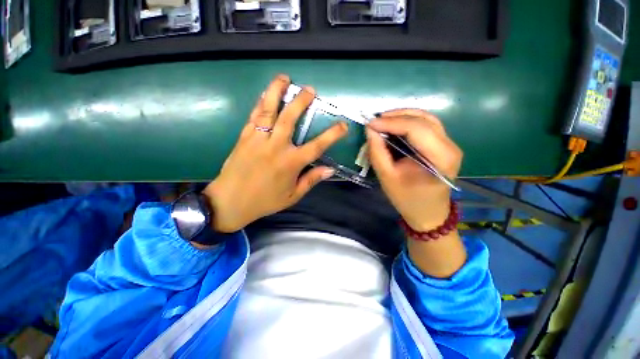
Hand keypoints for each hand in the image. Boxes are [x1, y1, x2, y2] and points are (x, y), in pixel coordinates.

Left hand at [203, 75, 347, 232]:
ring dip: (276, 92)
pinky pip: (254, 116)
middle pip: (290, 118)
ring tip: (284, 78)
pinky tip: (265, 94)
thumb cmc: (265, 201)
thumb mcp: (293, 195)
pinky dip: (261, 103)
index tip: (343, 125)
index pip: (317, 146)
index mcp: (291, 163)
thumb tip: (330, 169)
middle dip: (301, 101)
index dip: (332, 135)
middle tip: (310, 90)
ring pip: (268, 110)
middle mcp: (276, 147)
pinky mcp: (244, 137)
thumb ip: (311, 180)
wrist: (230, 202)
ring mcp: (258, 139)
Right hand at [366, 109, 462, 231]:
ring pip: (425, 118)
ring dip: (402, 116)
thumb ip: (377, 152)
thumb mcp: (387, 178)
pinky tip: (394, 125)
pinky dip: (408, 121)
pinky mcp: (443, 144)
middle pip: (423, 119)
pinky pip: (426, 125)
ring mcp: (449, 144)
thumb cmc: (407, 199)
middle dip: (395, 116)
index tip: (370, 124)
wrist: (428, 212)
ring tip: (382, 121)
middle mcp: (450, 146)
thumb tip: (370, 130)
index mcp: (440, 158)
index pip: (416, 129)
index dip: (391, 123)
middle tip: (374, 121)